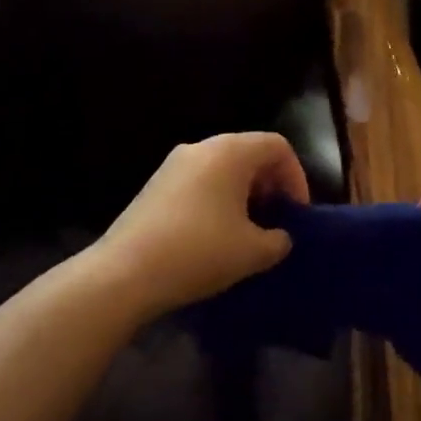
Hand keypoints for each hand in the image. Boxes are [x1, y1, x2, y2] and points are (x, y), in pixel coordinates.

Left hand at [97, 132, 305, 320]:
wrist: (124, 273)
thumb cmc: (199, 252)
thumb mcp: (252, 252)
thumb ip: (278, 241)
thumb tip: (279, 238)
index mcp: (230, 152)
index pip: (277, 146)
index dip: (296, 177)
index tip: (296, 213)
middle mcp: (202, 147)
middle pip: (249, 153)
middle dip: (270, 185)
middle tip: (275, 221)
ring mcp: (174, 164)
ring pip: (222, 168)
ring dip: (243, 194)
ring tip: (246, 232)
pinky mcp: (155, 185)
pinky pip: (199, 182)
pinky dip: (217, 200)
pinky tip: (214, 236)